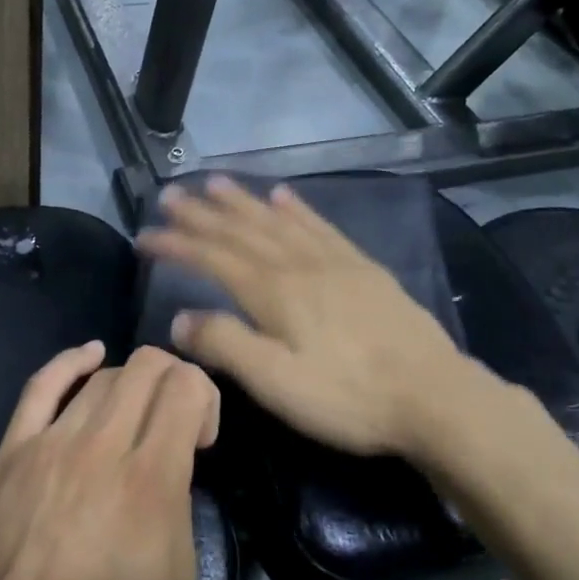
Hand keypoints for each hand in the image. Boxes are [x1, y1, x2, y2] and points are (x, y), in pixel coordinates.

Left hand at [0, 342, 218, 579]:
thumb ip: (180, 510)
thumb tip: (170, 470)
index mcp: (150, 482)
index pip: (187, 388)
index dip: (207, 398)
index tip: (201, 440)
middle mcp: (101, 446)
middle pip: (147, 368)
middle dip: (175, 379)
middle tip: (176, 422)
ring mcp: (50, 443)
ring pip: (102, 376)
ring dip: (132, 383)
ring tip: (135, 417)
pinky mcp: (11, 452)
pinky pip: (42, 385)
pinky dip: (71, 361)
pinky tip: (91, 355)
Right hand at [136, 176, 502, 460]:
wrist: (434, 397)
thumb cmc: (347, 397)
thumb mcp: (276, 383)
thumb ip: (225, 345)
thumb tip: (179, 318)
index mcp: (272, 292)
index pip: (212, 258)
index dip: (176, 244)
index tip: (144, 235)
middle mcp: (298, 264)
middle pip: (240, 231)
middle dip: (201, 212)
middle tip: (171, 194)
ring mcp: (334, 261)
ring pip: (277, 221)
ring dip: (243, 201)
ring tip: (215, 182)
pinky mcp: (363, 268)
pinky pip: (320, 226)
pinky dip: (297, 208)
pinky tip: (284, 196)